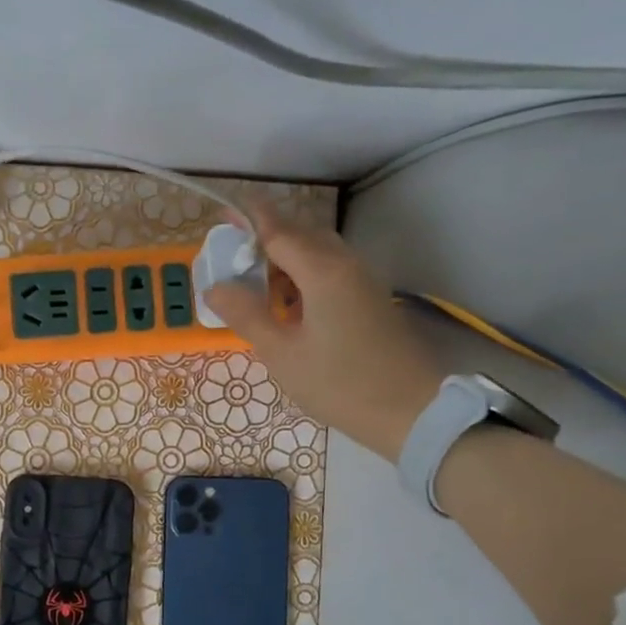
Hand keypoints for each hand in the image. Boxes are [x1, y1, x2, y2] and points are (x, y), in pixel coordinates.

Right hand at [204, 204, 442, 458]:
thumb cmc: (339, 383)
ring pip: (317, 252)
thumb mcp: (282, 353)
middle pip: (300, 234)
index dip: (248, 220)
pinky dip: (302, 275)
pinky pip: (330, 270)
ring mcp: (362, 279)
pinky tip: (287, 305)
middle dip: (264, 238)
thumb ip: (246, 315)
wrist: (410, 410)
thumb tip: (215, 287)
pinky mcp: (370, 298)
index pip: (278, 230)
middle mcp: (345, 263)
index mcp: (321, 270)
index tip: (223, 214)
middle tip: (232, 258)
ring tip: (254, 285)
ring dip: (284, 259)